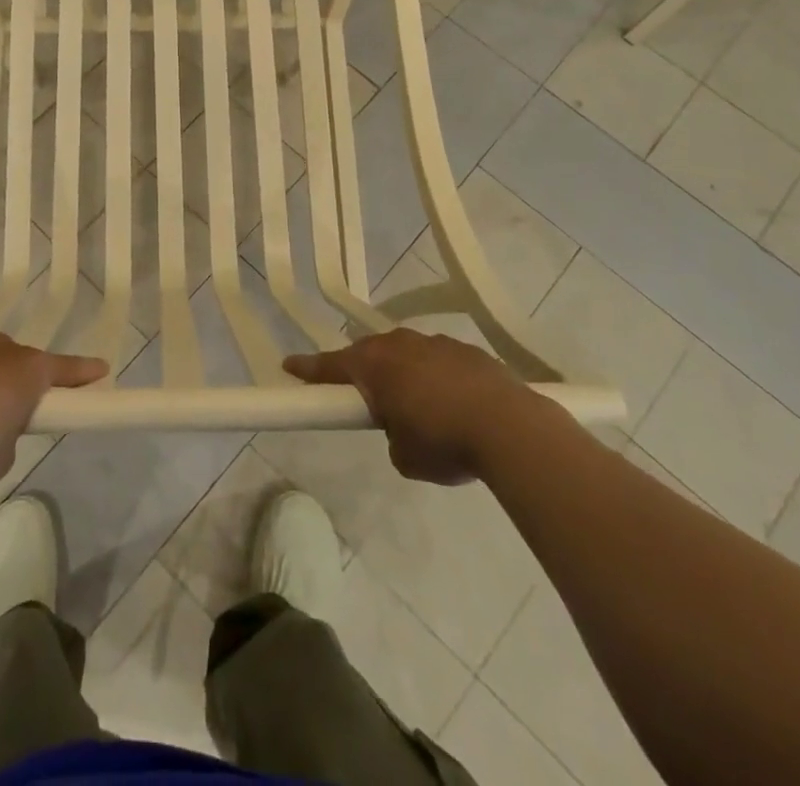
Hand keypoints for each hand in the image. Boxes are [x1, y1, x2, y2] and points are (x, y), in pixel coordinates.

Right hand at [284, 329, 532, 485]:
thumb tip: (403, 430)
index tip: (289, 366)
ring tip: (419, 405)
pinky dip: (438, 376)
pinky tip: (454, 402)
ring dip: (405, 373)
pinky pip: (440, 360)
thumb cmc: (444, 441)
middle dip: (364, 371)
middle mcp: (399, 345)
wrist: (511, 428)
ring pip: (407, 353)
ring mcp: (435, 343)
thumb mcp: (404, 456)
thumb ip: (392, 437)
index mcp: (373, 365)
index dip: (307, 369)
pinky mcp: (468, 350)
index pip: (329, 366)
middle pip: (369, 353)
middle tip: (365, 396)